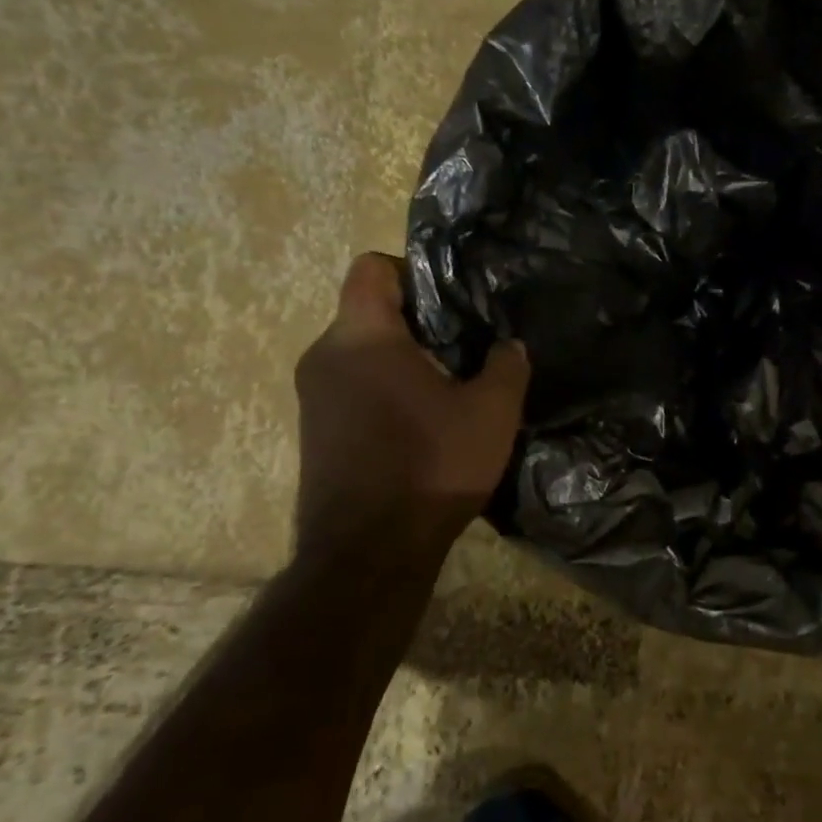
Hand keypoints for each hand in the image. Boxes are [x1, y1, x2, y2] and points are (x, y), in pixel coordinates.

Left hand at [294, 253, 529, 550]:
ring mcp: (312, 396)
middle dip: (416, 322)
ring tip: (447, 389)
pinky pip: (351, 386)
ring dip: (401, 360)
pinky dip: (383, 390)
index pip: (371, 267)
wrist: (368, 554)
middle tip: (463, 348)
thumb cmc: (431, 467)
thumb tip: (508, 347)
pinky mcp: (313, 431)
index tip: (449, 300)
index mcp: (362, 336)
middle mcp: (324, 355)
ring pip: (360, 352)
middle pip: (368, 311)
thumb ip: (506, 366)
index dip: (411, 269)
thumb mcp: (492, 412)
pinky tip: (420, 425)